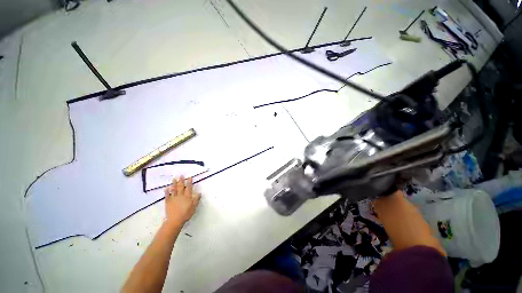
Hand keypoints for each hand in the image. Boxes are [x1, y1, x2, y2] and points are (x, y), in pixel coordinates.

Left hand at [164, 176, 200, 226]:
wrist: (175, 221)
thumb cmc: (186, 214)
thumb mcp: (194, 207)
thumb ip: (196, 200)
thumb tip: (199, 193)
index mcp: (187, 196)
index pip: (189, 187)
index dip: (189, 182)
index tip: (190, 177)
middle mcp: (180, 196)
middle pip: (181, 187)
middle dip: (181, 180)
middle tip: (181, 175)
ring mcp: (173, 198)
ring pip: (174, 189)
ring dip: (174, 183)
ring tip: (174, 178)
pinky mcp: (168, 202)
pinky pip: (167, 196)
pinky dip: (166, 192)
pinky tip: (166, 188)